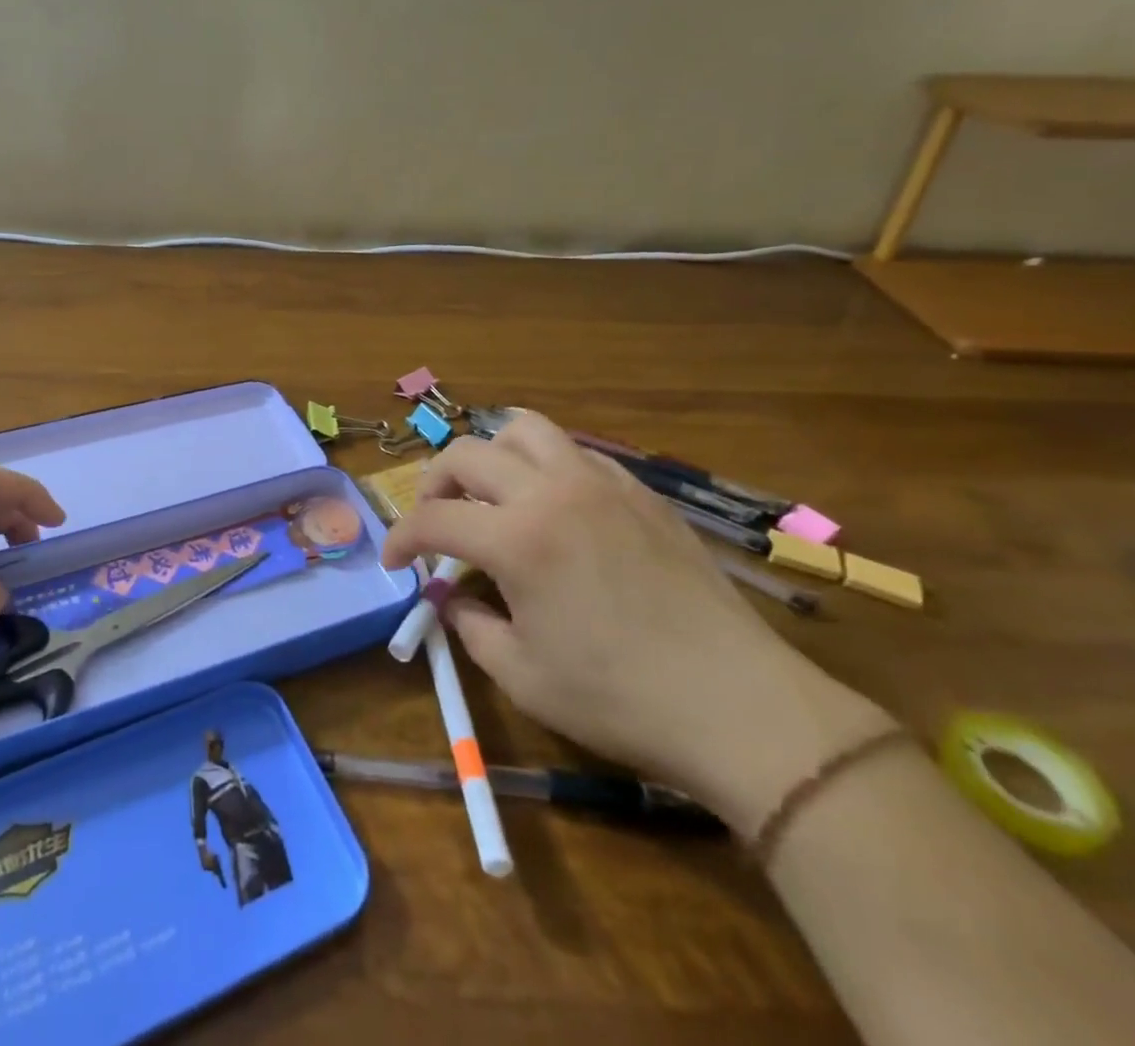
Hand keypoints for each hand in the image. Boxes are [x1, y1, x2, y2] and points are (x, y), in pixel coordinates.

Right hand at [382, 414, 888, 833]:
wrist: (740, 705)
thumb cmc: (620, 699)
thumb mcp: (523, 676)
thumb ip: (471, 626)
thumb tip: (452, 597)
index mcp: (517, 538)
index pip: (433, 518)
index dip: (400, 538)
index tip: (394, 562)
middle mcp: (552, 492)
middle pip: (467, 454)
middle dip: (434, 484)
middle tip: (435, 521)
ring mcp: (601, 483)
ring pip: (525, 430)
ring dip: (491, 455)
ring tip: (491, 494)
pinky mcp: (640, 493)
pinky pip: (576, 453)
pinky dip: (544, 467)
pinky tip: (553, 509)